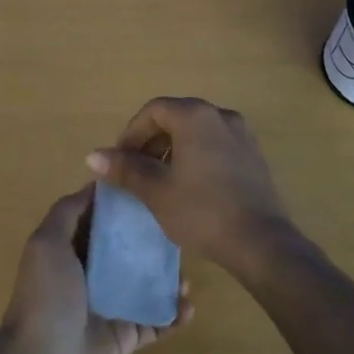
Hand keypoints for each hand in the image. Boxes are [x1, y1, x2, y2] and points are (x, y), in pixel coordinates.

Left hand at [0, 185, 190, 353]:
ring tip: (187, 277)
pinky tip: (188, 308)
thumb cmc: (46, 298)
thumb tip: (94, 183)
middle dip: (153, 241)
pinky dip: (173, 315)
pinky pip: (154, 322)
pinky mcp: (124, 338)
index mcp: (70, 250)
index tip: (153, 188)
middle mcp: (90, 274)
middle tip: (180, 233)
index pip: (100, 220)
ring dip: (168, 279)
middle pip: (128, 250)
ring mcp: (109, 307)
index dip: (123, 204)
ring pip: (145, 285)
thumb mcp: (47, 243)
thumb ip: (67, 211)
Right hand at [87, 96, 294, 272]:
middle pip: (176, 117)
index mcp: (195, 116)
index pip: (154, 110)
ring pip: (197, 132)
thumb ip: (125, 169)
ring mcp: (242, 135)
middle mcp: (220, 115)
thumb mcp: (156, 190)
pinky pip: (216, 145)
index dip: (131, 133)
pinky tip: (190, 188)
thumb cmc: (202, 211)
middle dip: (151, 141)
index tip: (120, 161)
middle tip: (136, 171)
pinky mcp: (253, 156)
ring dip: (173, 149)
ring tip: (160, 181)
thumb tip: (92, 156)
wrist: (261, 242)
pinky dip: (196, 157)